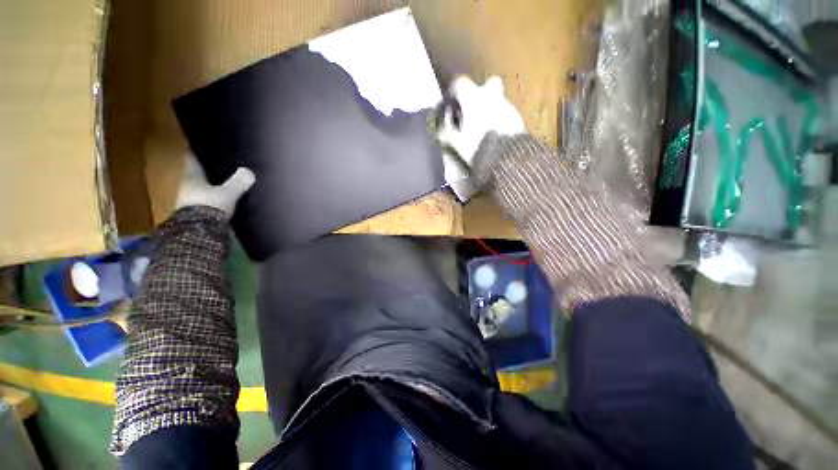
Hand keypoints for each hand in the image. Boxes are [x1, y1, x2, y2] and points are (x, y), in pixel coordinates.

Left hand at [175, 154, 255, 217]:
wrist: (199, 233)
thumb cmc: (210, 206)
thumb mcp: (228, 193)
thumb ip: (238, 182)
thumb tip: (249, 171)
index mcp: (190, 177)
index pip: (192, 160)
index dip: (198, 153)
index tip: (203, 147)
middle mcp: (187, 186)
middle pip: (197, 175)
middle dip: (207, 172)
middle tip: (219, 166)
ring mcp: (190, 202)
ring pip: (202, 189)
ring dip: (211, 187)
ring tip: (225, 184)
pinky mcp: (197, 215)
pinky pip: (207, 202)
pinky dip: (214, 200)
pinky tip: (224, 200)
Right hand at [436, 76, 525, 166]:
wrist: (505, 156)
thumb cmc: (475, 146)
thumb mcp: (456, 142)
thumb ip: (448, 130)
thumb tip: (444, 124)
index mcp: (473, 98)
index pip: (460, 83)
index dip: (455, 92)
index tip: (452, 102)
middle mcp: (491, 95)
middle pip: (487, 84)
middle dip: (482, 93)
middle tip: (475, 110)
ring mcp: (506, 104)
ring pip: (498, 99)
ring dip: (492, 108)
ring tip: (486, 128)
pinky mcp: (517, 116)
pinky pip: (506, 113)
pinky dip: (501, 119)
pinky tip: (497, 134)